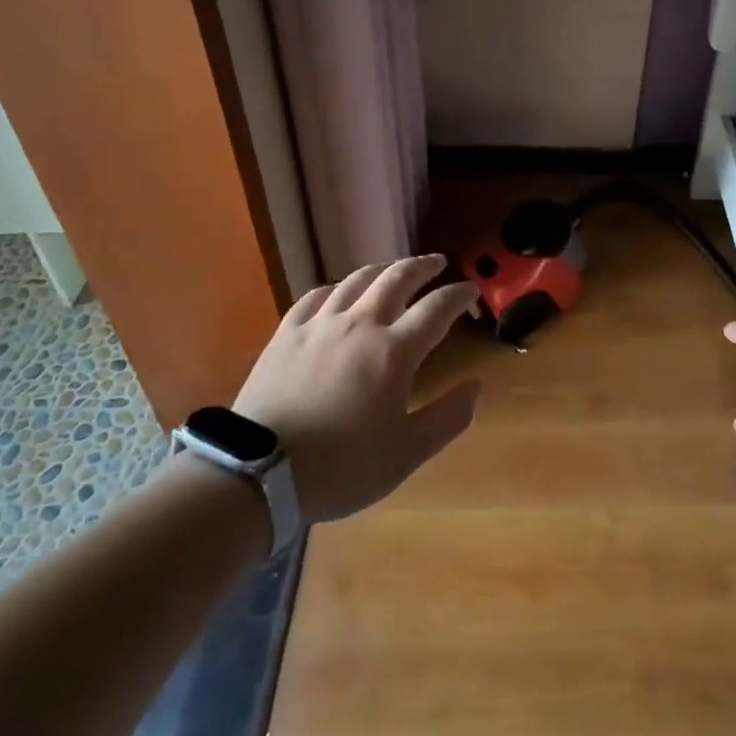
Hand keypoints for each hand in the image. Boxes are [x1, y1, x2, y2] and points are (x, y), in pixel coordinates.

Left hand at [232, 254, 480, 524]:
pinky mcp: (287, 333)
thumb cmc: (341, 466)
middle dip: (422, 266)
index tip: (471, 288)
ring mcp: (319, 324)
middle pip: (397, 279)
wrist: (260, 473)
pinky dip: (336, 287)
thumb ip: (447, 418)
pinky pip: (315, 296)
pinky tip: (337, 291)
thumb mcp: (406, 454)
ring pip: (356, 280)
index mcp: (394, 350)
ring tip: (393, 270)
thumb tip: (475, 387)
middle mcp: (360, 324)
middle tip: (437, 262)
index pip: (436, 309)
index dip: (458, 295)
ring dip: (382, 269)